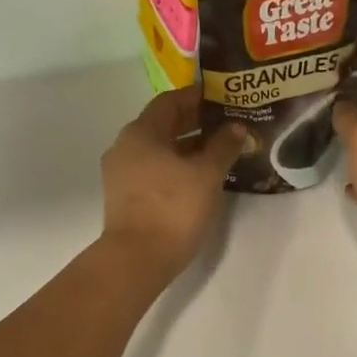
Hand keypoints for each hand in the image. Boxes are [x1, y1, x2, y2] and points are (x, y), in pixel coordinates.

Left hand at [99, 87, 248, 277]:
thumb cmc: (173, 208)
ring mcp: (121, 172)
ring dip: (186, 146)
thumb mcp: (206, 174)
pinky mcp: (124, 196)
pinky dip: (174, 165)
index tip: (222, 98)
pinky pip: (152, 168)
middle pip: (162, 124)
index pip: (170, 101)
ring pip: (158, 148)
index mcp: (141, 132)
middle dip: (194, 122)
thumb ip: (223, 146)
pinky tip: (198, 176)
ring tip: (218, 151)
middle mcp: (125, 146)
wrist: (136, 260)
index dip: (197, 97)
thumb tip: (235, 127)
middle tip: (226, 123)